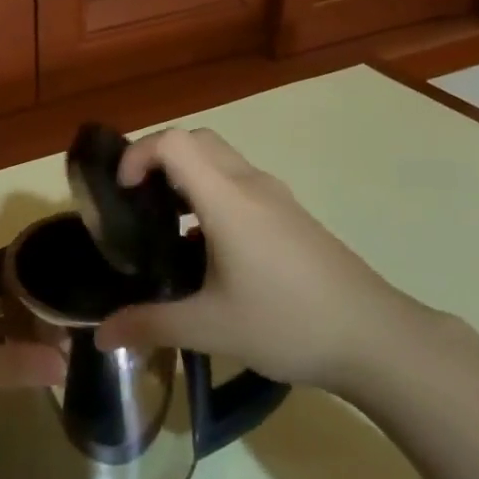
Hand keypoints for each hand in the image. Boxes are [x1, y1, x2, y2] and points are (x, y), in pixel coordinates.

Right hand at [93, 129, 420, 394]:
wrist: (376, 338)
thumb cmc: (288, 323)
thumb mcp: (210, 329)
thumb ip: (150, 324)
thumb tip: (101, 335)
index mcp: (228, 200)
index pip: (175, 142)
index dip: (139, 154)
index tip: (122, 193)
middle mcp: (251, 185)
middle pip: (197, 140)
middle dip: (159, 158)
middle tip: (137, 201)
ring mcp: (277, 198)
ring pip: (221, 160)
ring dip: (187, 175)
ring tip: (165, 224)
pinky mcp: (292, 215)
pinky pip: (240, 183)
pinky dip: (211, 192)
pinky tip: (208, 248)